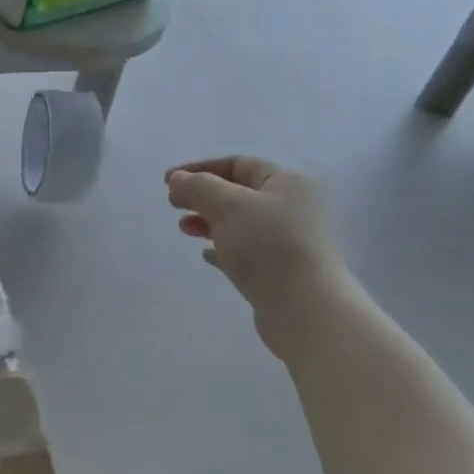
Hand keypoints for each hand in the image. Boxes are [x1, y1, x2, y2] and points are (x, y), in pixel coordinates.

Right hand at [166, 157, 351, 350]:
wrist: (305, 309)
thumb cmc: (267, 247)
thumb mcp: (228, 206)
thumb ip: (198, 187)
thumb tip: (178, 179)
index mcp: (287, 182)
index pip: (238, 164)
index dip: (200, 169)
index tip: (168, 181)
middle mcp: (293, 207)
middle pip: (238, 193)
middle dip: (203, 196)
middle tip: (173, 204)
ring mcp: (290, 240)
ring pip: (240, 222)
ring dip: (209, 222)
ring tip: (184, 229)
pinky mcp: (282, 269)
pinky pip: (247, 250)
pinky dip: (223, 248)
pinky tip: (206, 255)